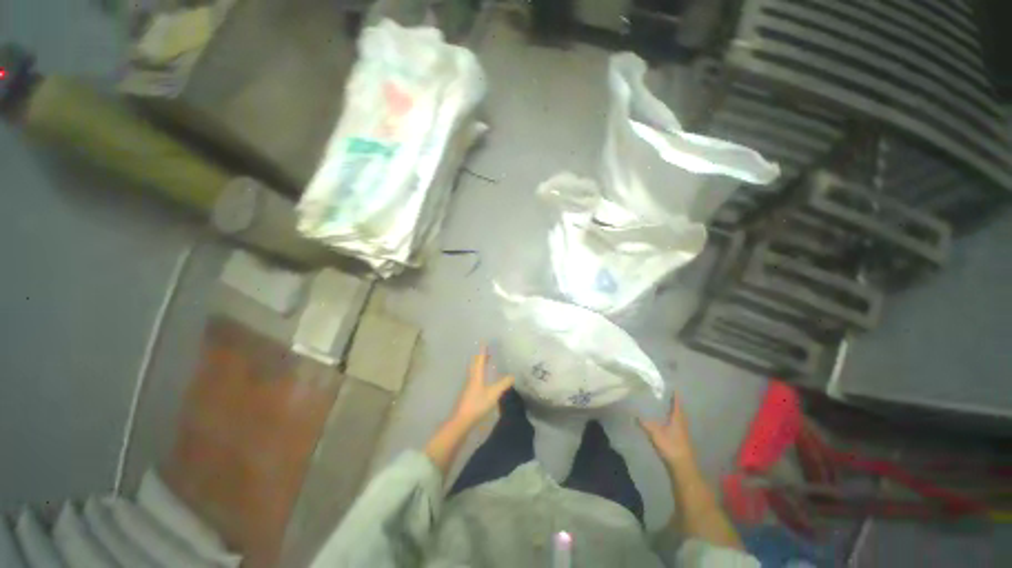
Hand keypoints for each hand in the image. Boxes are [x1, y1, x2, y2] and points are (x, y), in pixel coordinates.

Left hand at [451, 346, 513, 428]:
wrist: (462, 420)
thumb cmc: (477, 404)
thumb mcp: (493, 393)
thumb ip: (503, 384)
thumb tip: (513, 375)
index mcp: (476, 375)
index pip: (480, 360)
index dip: (483, 351)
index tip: (484, 342)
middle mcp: (471, 378)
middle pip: (475, 364)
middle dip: (480, 357)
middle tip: (486, 351)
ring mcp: (468, 387)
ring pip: (473, 371)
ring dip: (478, 365)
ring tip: (485, 363)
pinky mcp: (468, 394)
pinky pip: (474, 379)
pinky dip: (478, 374)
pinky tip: (482, 380)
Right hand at [639, 396, 696, 468]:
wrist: (682, 466)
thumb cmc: (670, 446)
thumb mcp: (655, 433)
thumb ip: (644, 423)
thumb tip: (634, 414)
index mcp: (677, 418)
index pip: (677, 404)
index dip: (675, 396)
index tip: (674, 388)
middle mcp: (682, 423)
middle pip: (679, 410)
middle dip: (674, 403)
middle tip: (667, 395)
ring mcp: (683, 432)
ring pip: (678, 418)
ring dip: (673, 412)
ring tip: (666, 406)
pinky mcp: (681, 440)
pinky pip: (677, 425)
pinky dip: (672, 420)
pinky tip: (666, 422)